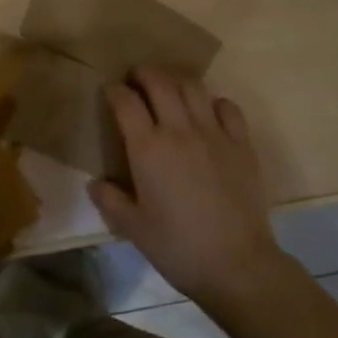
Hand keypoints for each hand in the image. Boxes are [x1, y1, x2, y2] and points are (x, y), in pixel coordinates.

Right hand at [89, 66, 288, 311]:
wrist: (237, 264)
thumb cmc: (178, 247)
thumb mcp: (133, 228)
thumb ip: (110, 200)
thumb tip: (95, 182)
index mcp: (148, 148)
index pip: (126, 102)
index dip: (114, 90)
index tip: (109, 91)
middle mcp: (179, 130)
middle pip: (160, 82)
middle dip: (144, 73)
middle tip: (136, 78)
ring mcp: (214, 133)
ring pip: (193, 87)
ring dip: (176, 81)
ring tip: (169, 89)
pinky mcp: (242, 144)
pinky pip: (228, 107)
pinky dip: (214, 102)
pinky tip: (208, 112)